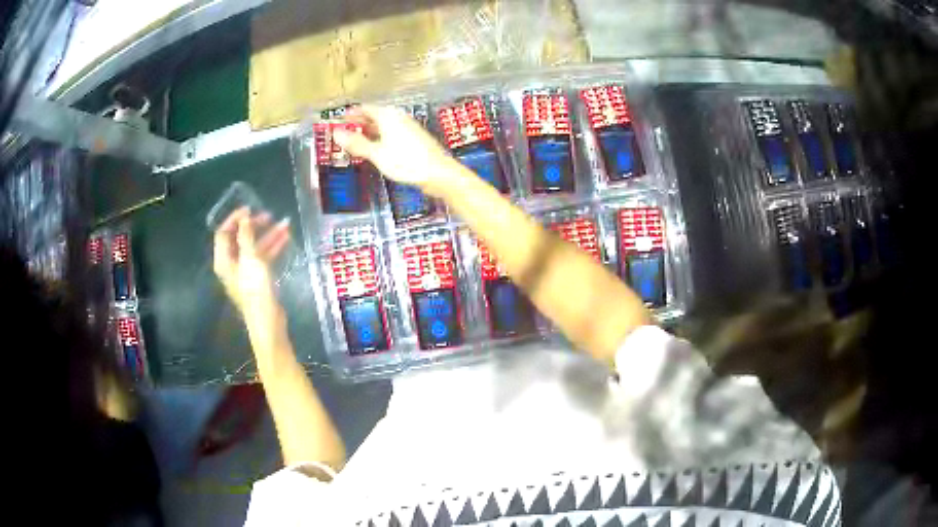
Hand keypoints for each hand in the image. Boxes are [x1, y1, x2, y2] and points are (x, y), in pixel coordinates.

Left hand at [213, 207, 290, 324]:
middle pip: (240, 239)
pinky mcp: (258, 278)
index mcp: (224, 260)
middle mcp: (232, 264)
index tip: (249, 208)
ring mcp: (245, 271)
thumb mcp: (250, 258)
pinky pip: (263, 257)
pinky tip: (285, 238)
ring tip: (284, 224)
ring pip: (255, 247)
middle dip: (254, 226)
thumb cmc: (254, 288)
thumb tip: (244, 219)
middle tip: (268, 215)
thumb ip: (246, 236)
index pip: (224, 233)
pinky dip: (273, 247)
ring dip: (268, 235)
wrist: (267, 319)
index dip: (235, 219)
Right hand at [332, 105, 453, 196]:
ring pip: (383, 126)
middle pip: (374, 116)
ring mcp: (407, 128)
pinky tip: (375, 149)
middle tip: (343, 131)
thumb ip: (357, 143)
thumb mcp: (377, 153)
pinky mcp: (413, 140)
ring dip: (368, 132)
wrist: (438, 173)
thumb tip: (336, 133)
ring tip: (355, 141)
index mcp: (388, 116)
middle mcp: (398, 118)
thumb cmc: (407, 162)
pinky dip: (379, 139)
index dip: (351, 113)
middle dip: (358, 123)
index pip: (365, 109)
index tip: (339, 119)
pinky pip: (390, 135)